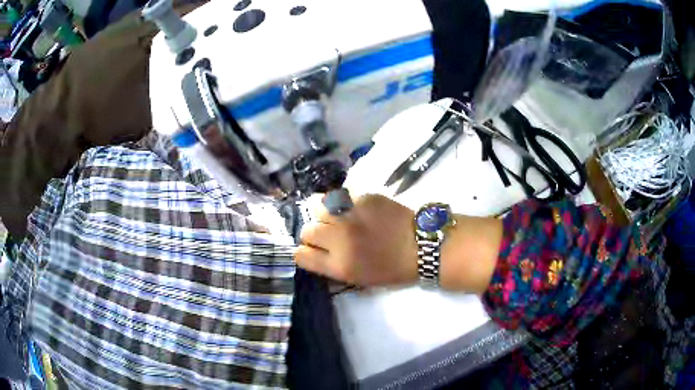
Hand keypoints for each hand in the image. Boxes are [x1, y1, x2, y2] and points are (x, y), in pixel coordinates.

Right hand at [295, 194, 418, 286]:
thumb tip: (312, 252)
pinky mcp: (363, 197)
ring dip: (323, 213)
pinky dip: (340, 202)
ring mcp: (351, 215)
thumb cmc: (392, 268)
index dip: (304, 252)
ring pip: (317, 207)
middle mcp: (339, 239)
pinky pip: (338, 195)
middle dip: (314, 233)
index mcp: (339, 265)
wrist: (421, 246)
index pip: (300, 255)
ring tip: (336, 216)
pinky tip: (351, 207)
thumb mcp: (358, 279)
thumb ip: (331, 266)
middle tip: (328, 234)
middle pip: (307, 230)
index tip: (313, 250)